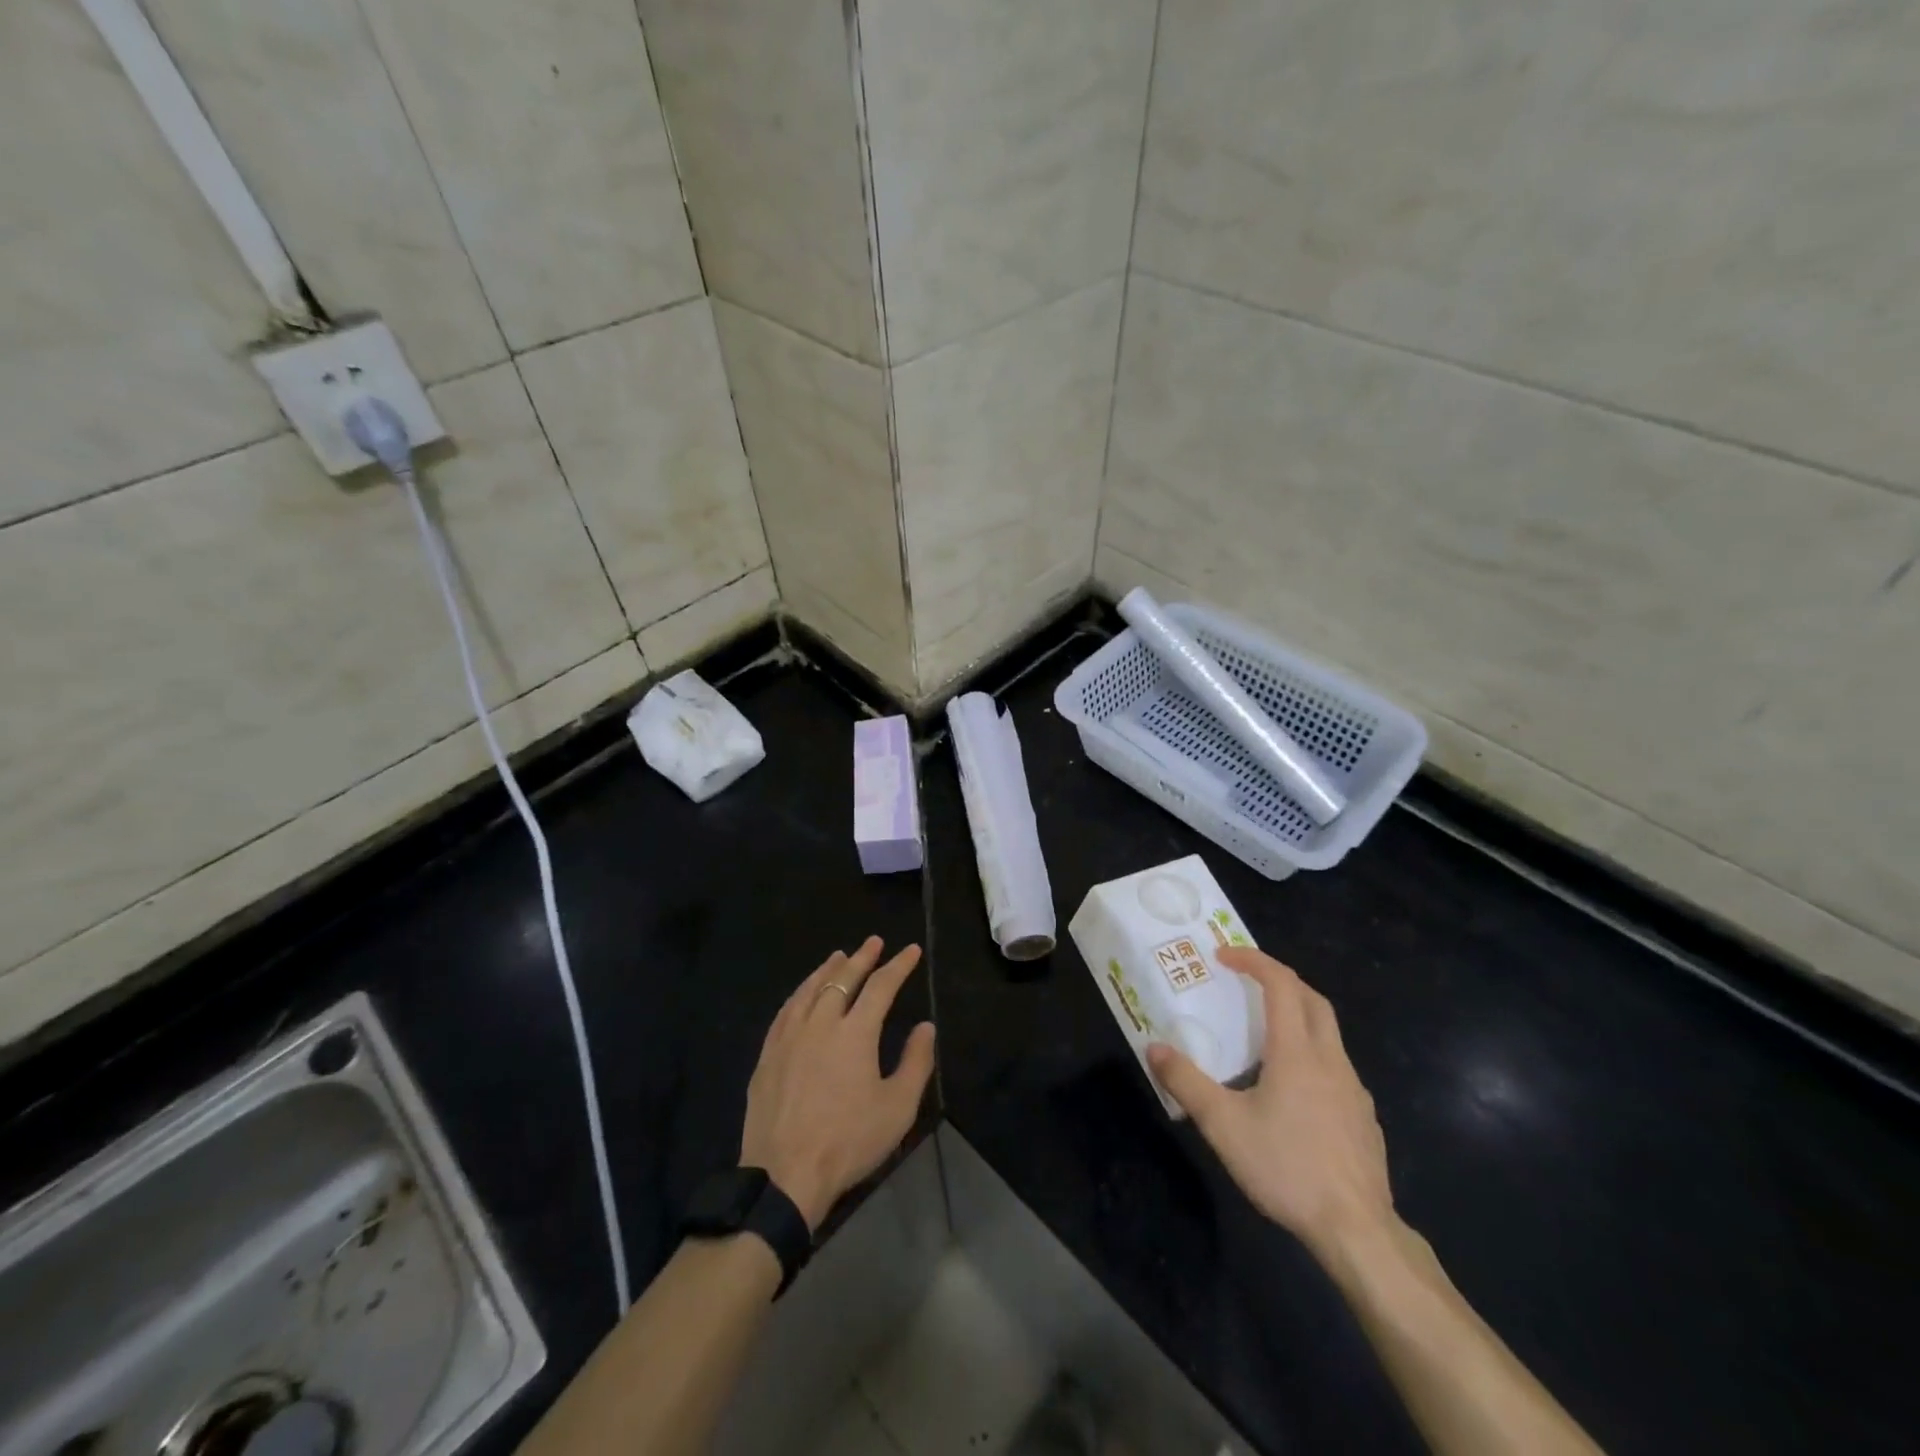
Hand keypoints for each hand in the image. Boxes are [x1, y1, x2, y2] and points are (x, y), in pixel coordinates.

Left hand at [740, 936, 936, 1231]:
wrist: (784, 1175)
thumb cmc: (848, 1141)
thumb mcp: (897, 1108)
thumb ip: (916, 1062)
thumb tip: (925, 1026)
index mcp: (855, 1032)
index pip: (881, 986)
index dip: (899, 966)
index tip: (912, 950)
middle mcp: (821, 1023)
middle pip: (843, 979)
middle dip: (862, 957)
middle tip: (874, 942)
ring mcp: (789, 1037)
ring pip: (810, 990)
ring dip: (827, 969)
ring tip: (838, 956)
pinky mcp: (767, 1055)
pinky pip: (785, 1011)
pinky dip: (800, 993)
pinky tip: (802, 994)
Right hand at [1147, 948, 1393, 1265]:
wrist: (1357, 1230)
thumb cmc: (1287, 1168)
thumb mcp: (1223, 1125)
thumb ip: (1186, 1083)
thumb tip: (1153, 1047)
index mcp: (1297, 1052)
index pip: (1281, 984)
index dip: (1253, 960)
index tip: (1223, 956)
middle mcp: (1330, 1059)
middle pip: (1312, 998)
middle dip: (1280, 979)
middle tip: (1247, 981)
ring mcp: (1353, 1088)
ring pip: (1328, 1032)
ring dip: (1297, 1014)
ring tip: (1264, 1032)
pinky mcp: (1364, 1116)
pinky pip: (1336, 1065)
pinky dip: (1312, 1052)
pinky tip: (1293, 1087)